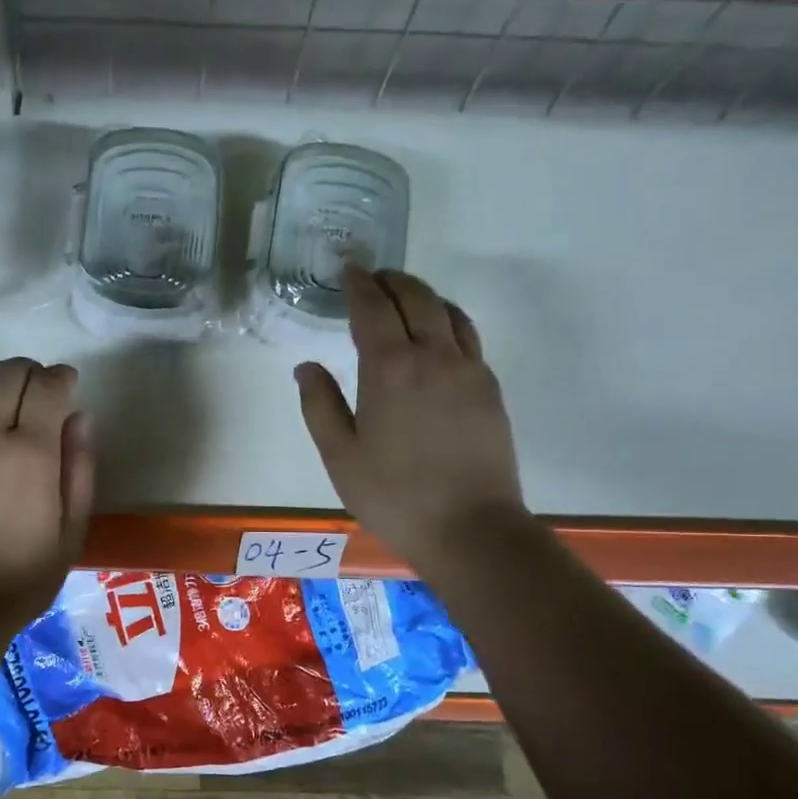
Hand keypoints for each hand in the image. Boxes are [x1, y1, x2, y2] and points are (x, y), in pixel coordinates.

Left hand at [0, 357, 93, 636]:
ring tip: (9, 404)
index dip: (62, 377)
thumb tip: (80, 418)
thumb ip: (80, 467)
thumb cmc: (25, 576)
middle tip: (43, 390)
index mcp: (30, 454)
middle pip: (6, 374)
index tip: (70, 384)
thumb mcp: (72, 529)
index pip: (47, 386)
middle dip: (31, 371)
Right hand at [296, 266, 525, 571]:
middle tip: (374, 278)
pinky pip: (468, 337)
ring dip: (424, 295)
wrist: (470, 528)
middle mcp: (434, 356)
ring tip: (405, 298)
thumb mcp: (340, 456)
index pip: (373, 308)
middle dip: (393, 280)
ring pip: (449, 312)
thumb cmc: (393, 495)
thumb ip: (320, 405)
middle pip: (417, 298)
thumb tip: (307, 367)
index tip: (349, 269)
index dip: (359, 284)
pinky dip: (448, 320)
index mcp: (390, 369)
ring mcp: (469, 370)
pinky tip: (437, 336)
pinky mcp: (490, 389)